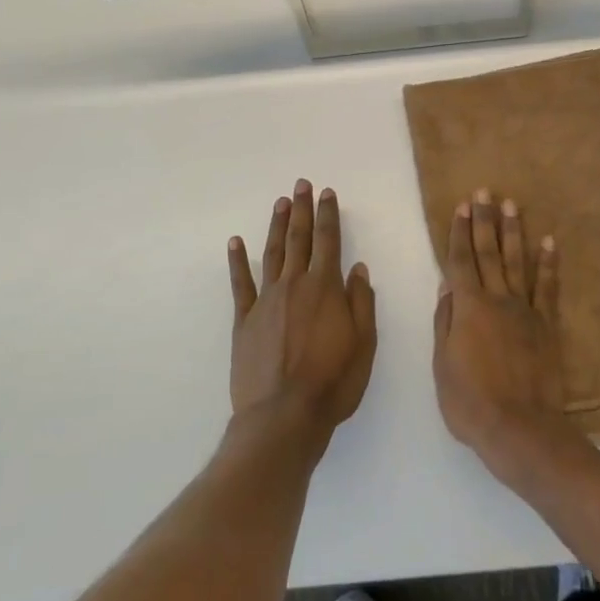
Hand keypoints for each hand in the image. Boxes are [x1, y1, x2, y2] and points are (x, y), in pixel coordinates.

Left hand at [227, 181, 376, 441]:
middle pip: (299, 239)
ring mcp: (266, 300)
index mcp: (325, 289)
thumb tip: (356, 268)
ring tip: (280, 202)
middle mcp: (295, 285)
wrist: (283, 416)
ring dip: (276, 225)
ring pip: (272, 253)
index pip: (329, 241)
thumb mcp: (364, 344)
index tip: (327, 193)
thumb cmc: (333, 382)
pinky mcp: (244, 320)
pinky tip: (235, 242)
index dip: (328, 215)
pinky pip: (240, 284)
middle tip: (301, 184)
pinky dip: (237, 261)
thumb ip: (361, 302)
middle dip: (302, 210)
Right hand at [433, 188, 568, 477]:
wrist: (520, 428)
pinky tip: (549, 242)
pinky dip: (548, 263)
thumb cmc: (470, 402)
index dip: (460, 232)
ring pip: (517, 262)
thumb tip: (447, 287)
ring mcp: (525, 310)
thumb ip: (445, 322)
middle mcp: (497, 300)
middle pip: (488, 252)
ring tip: (512, 205)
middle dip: (485, 220)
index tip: (462, 206)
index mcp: (468, 308)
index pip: (461, 261)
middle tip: (485, 191)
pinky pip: (548, 287)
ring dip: (513, 232)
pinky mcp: (547, 324)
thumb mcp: (442, 365)